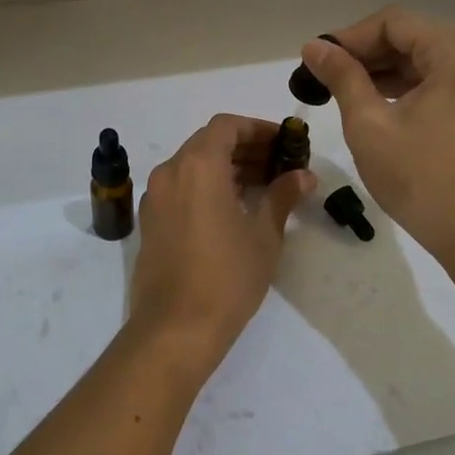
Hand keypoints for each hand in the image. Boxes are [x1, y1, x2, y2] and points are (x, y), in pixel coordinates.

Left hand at [127, 115, 315, 372]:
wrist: (174, 329)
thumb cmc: (227, 277)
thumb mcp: (263, 235)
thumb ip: (282, 196)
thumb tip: (304, 176)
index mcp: (198, 165)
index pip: (227, 126)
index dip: (258, 129)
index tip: (285, 144)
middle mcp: (171, 171)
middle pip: (209, 143)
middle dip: (245, 148)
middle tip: (280, 165)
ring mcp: (155, 197)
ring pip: (193, 165)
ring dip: (227, 167)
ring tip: (263, 187)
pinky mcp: (150, 221)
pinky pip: (181, 187)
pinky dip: (207, 186)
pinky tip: (233, 208)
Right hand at [300, 7, 454, 266]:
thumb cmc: (420, 177)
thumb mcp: (369, 123)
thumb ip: (342, 76)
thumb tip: (314, 46)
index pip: (394, 22)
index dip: (351, 35)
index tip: (318, 59)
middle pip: (410, 36)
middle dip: (364, 51)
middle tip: (324, 74)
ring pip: (422, 59)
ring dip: (381, 69)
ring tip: (341, 88)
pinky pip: (435, 81)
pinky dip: (402, 86)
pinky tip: (373, 103)